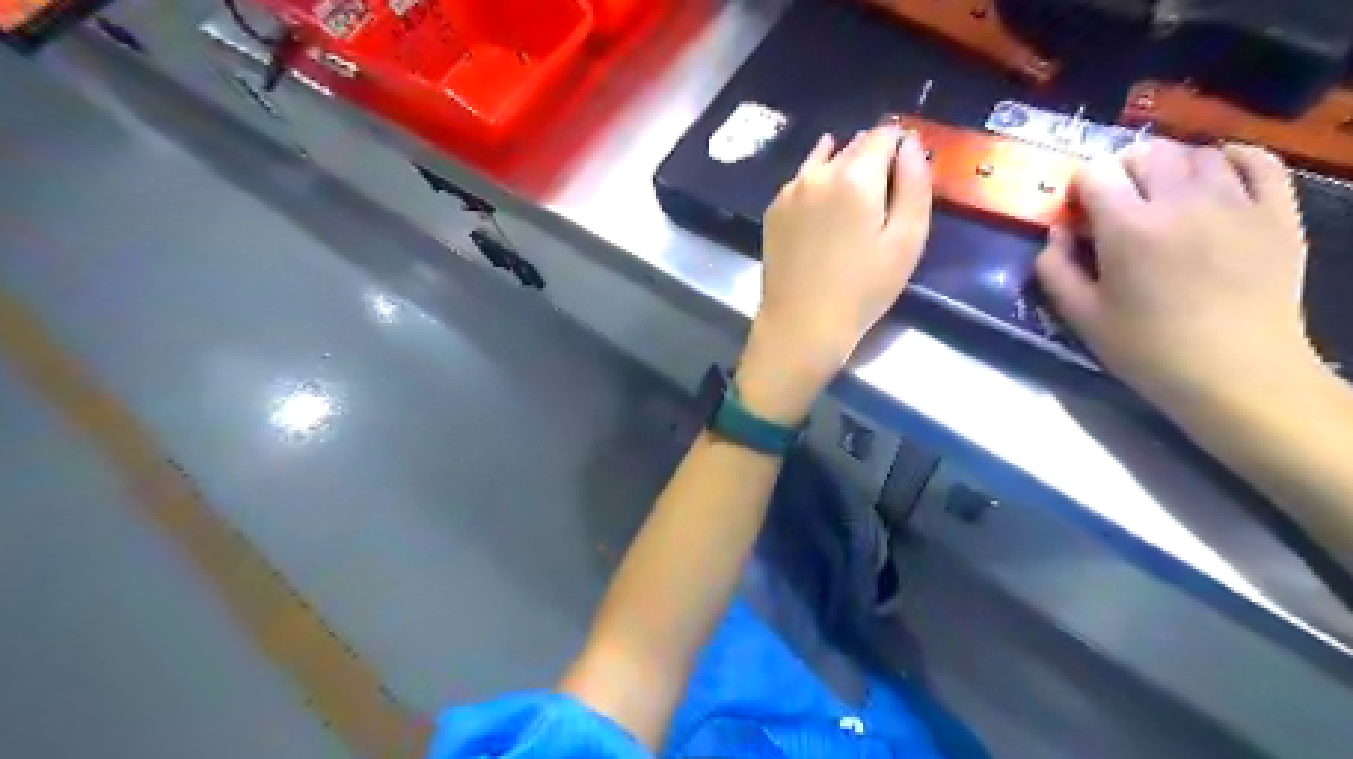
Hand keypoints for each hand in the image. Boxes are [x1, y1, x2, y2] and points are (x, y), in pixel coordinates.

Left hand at [735, 123, 936, 421]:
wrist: (801, 325)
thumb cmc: (863, 289)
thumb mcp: (907, 240)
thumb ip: (914, 183)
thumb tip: (910, 144)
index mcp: (855, 175)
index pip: (883, 135)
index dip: (900, 146)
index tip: (907, 169)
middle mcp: (818, 173)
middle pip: (852, 146)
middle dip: (872, 158)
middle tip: (883, 193)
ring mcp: (790, 191)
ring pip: (823, 161)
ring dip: (842, 168)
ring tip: (853, 200)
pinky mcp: (773, 211)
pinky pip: (801, 182)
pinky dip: (817, 185)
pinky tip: (823, 209)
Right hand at [1038, 141, 1321, 413]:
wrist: (1237, 373)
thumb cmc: (1147, 349)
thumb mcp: (1081, 316)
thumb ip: (1055, 270)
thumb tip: (1056, 233)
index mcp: (1128, 228)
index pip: (1096, 173)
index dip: (1080, 187)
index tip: (1078, 212)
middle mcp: (1182, 201)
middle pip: (1147, 153)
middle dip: (1122, 170)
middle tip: (1117, 202)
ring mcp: (1236, 202)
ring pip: (1198, 154)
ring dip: (1170, 167)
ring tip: (1163, 195)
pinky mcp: (1277, 212)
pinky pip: (1259, 162)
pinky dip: (1233, 159)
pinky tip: (1217, 176)